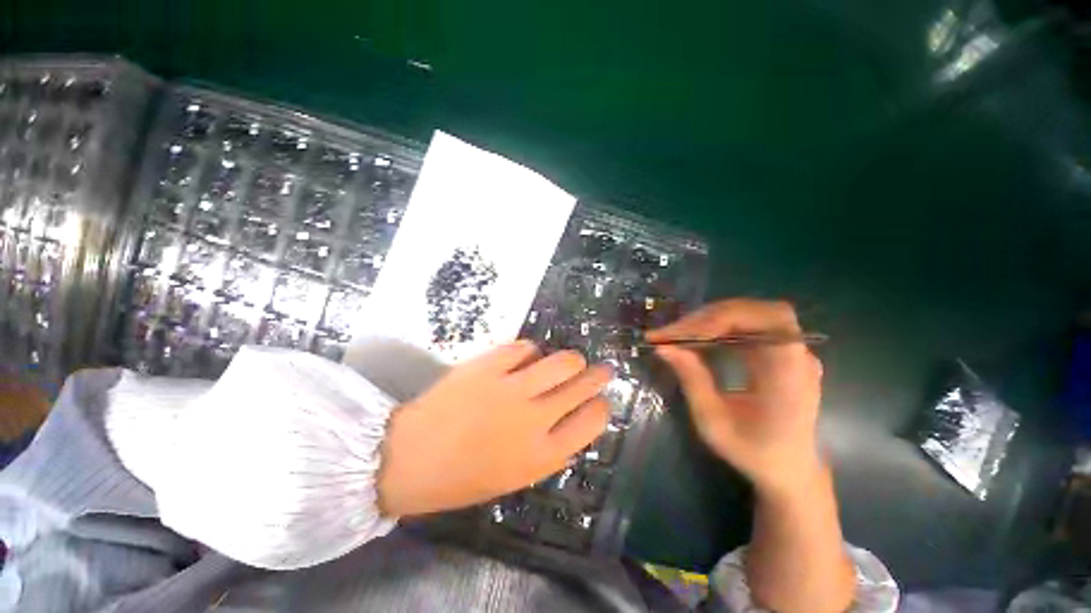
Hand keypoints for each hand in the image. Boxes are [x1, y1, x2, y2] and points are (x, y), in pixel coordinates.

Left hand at [377, 341, 611, 516]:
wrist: (409, 458)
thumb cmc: (463, 476)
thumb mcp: (516, 474)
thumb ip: (549, 446)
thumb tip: (571, 416)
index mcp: (543, 454)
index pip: (592, 420)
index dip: (601, 406)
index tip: (600, 400)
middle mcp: (535, 418)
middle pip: (583, 385)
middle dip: (598, 375)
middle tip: (602, 369)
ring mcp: (512, 388)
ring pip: (562, 361)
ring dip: (570, 359)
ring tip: (568, 361)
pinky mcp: (490, 366)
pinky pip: (525, 347)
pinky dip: (530, 351)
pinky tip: (525, 358)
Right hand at [647, 299, 824, 495]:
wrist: (789, 469)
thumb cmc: (754, 453)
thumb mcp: (714, 423)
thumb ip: (692, 380)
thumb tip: (663, 348)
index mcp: (791, 376)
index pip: (768, 321)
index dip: (723, 319)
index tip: (682, 335)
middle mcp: (797, 355)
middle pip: (755, 311)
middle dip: (707, 318)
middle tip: (670, 334)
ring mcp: (790, 351)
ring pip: (749, 313)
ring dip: (709, 319)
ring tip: (677, 334)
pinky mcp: (778, 351)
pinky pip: (747, 325)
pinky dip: (717, 326)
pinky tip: (698, 338)